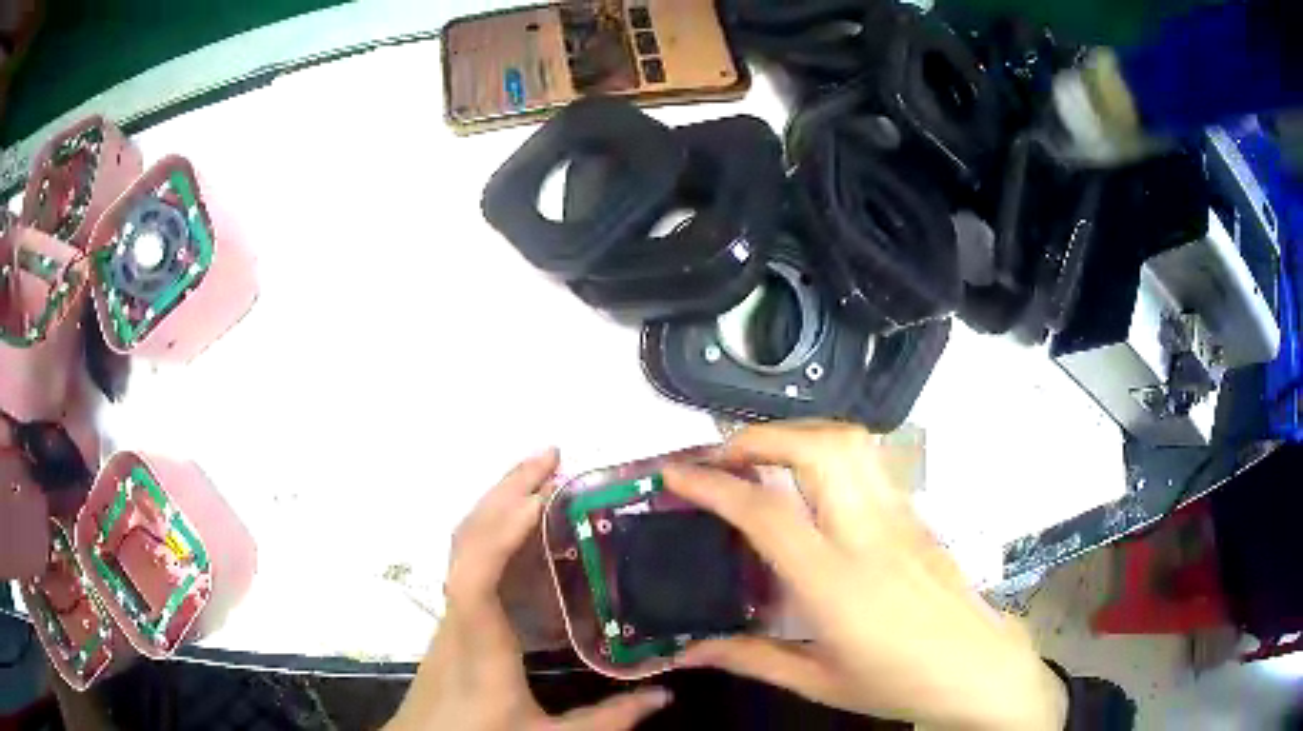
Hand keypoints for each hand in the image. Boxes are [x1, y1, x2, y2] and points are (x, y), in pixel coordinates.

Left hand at [386, 449, 671, 730]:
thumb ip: (607, 719)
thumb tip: (665, 694)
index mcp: (479, 644)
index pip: (474, 576)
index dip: (502, 529)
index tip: (544, 494)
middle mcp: (458, 615)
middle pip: (467, 539)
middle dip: (506, 490)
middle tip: (554, 457)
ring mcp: (452, 610)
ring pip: (465, 543)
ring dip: (500, 501)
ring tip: (544, 476)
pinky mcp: (455, 614)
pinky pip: (471, 560)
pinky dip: (498, 529)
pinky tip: (528, 528)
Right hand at [663, 422, 1067, 730]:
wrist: (976, 666)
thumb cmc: (898, 680)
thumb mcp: (819, 681)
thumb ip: (750, 659)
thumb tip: (689, 653)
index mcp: (836, 583)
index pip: (766, 513)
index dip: (714, 484)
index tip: (677, 473)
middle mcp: (869, 534)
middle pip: (817, 448)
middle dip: (760, 437)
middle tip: (723, 455)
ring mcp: (899, 516)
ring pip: (851, 441)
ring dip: (799, 433)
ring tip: (765, 454)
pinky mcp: (916, 513)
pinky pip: (870, 461)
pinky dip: (830, 448)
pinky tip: (814, 476)